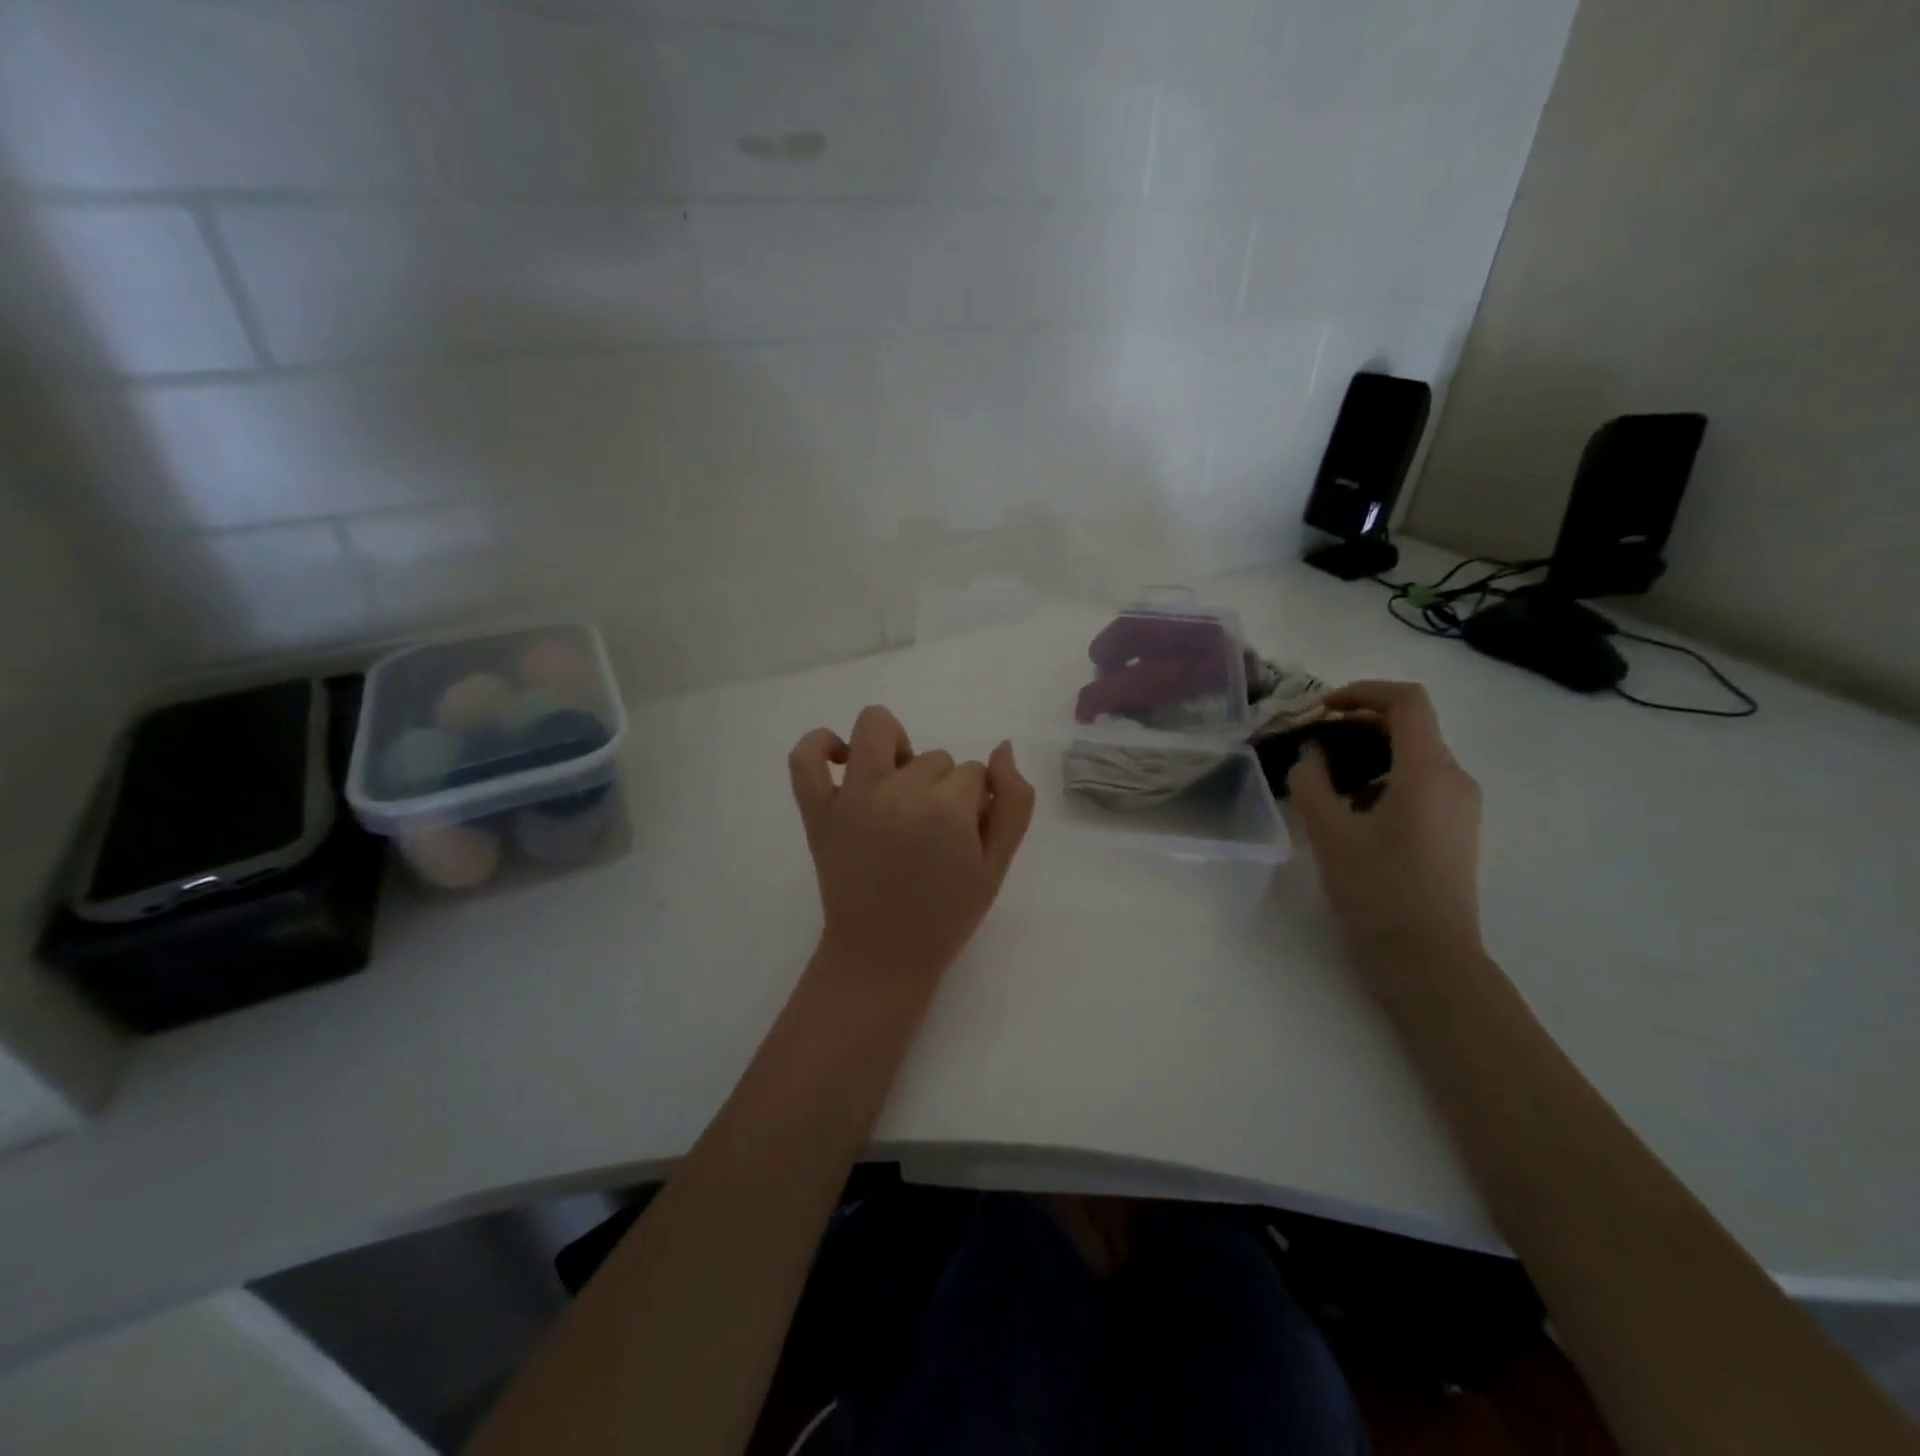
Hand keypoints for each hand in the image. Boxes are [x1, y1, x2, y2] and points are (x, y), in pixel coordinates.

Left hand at [788, 706, 1035, 984]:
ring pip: (878, 730)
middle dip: (942, 787)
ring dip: (896, 748)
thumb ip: (1014, 802)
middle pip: (934, 757)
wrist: (884, 954)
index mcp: (947, 810)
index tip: (964, 838)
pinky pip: (805, 756)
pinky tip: (842, 759)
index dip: (975, 804)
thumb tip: (1002, 748)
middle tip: (932, 832)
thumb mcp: (997, 865)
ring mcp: (851, 797)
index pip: (975, 774)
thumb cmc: (947, 914)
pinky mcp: (817, 810)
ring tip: (896, 787)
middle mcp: (898, 792)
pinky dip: (820, 744)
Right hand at [1286, 681, 1484, 972]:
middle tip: (1314, 743)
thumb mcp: (1329, 833)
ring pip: (1415, 757)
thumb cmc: (1378, 890)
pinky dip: (1385, 780)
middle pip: (1411, 726)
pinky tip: (1352, 811)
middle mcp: (1455, 779)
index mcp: (1428, 770)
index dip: (1363, 692)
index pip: (1407, 701)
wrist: (1428, 959)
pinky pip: (1421, 785)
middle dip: (1359, 724)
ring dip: (1370, 754)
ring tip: (1325, 780)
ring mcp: (1461, 807)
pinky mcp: (1457, 830)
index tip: (1322, 709)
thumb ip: (1311, 782)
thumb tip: (1311, 753)